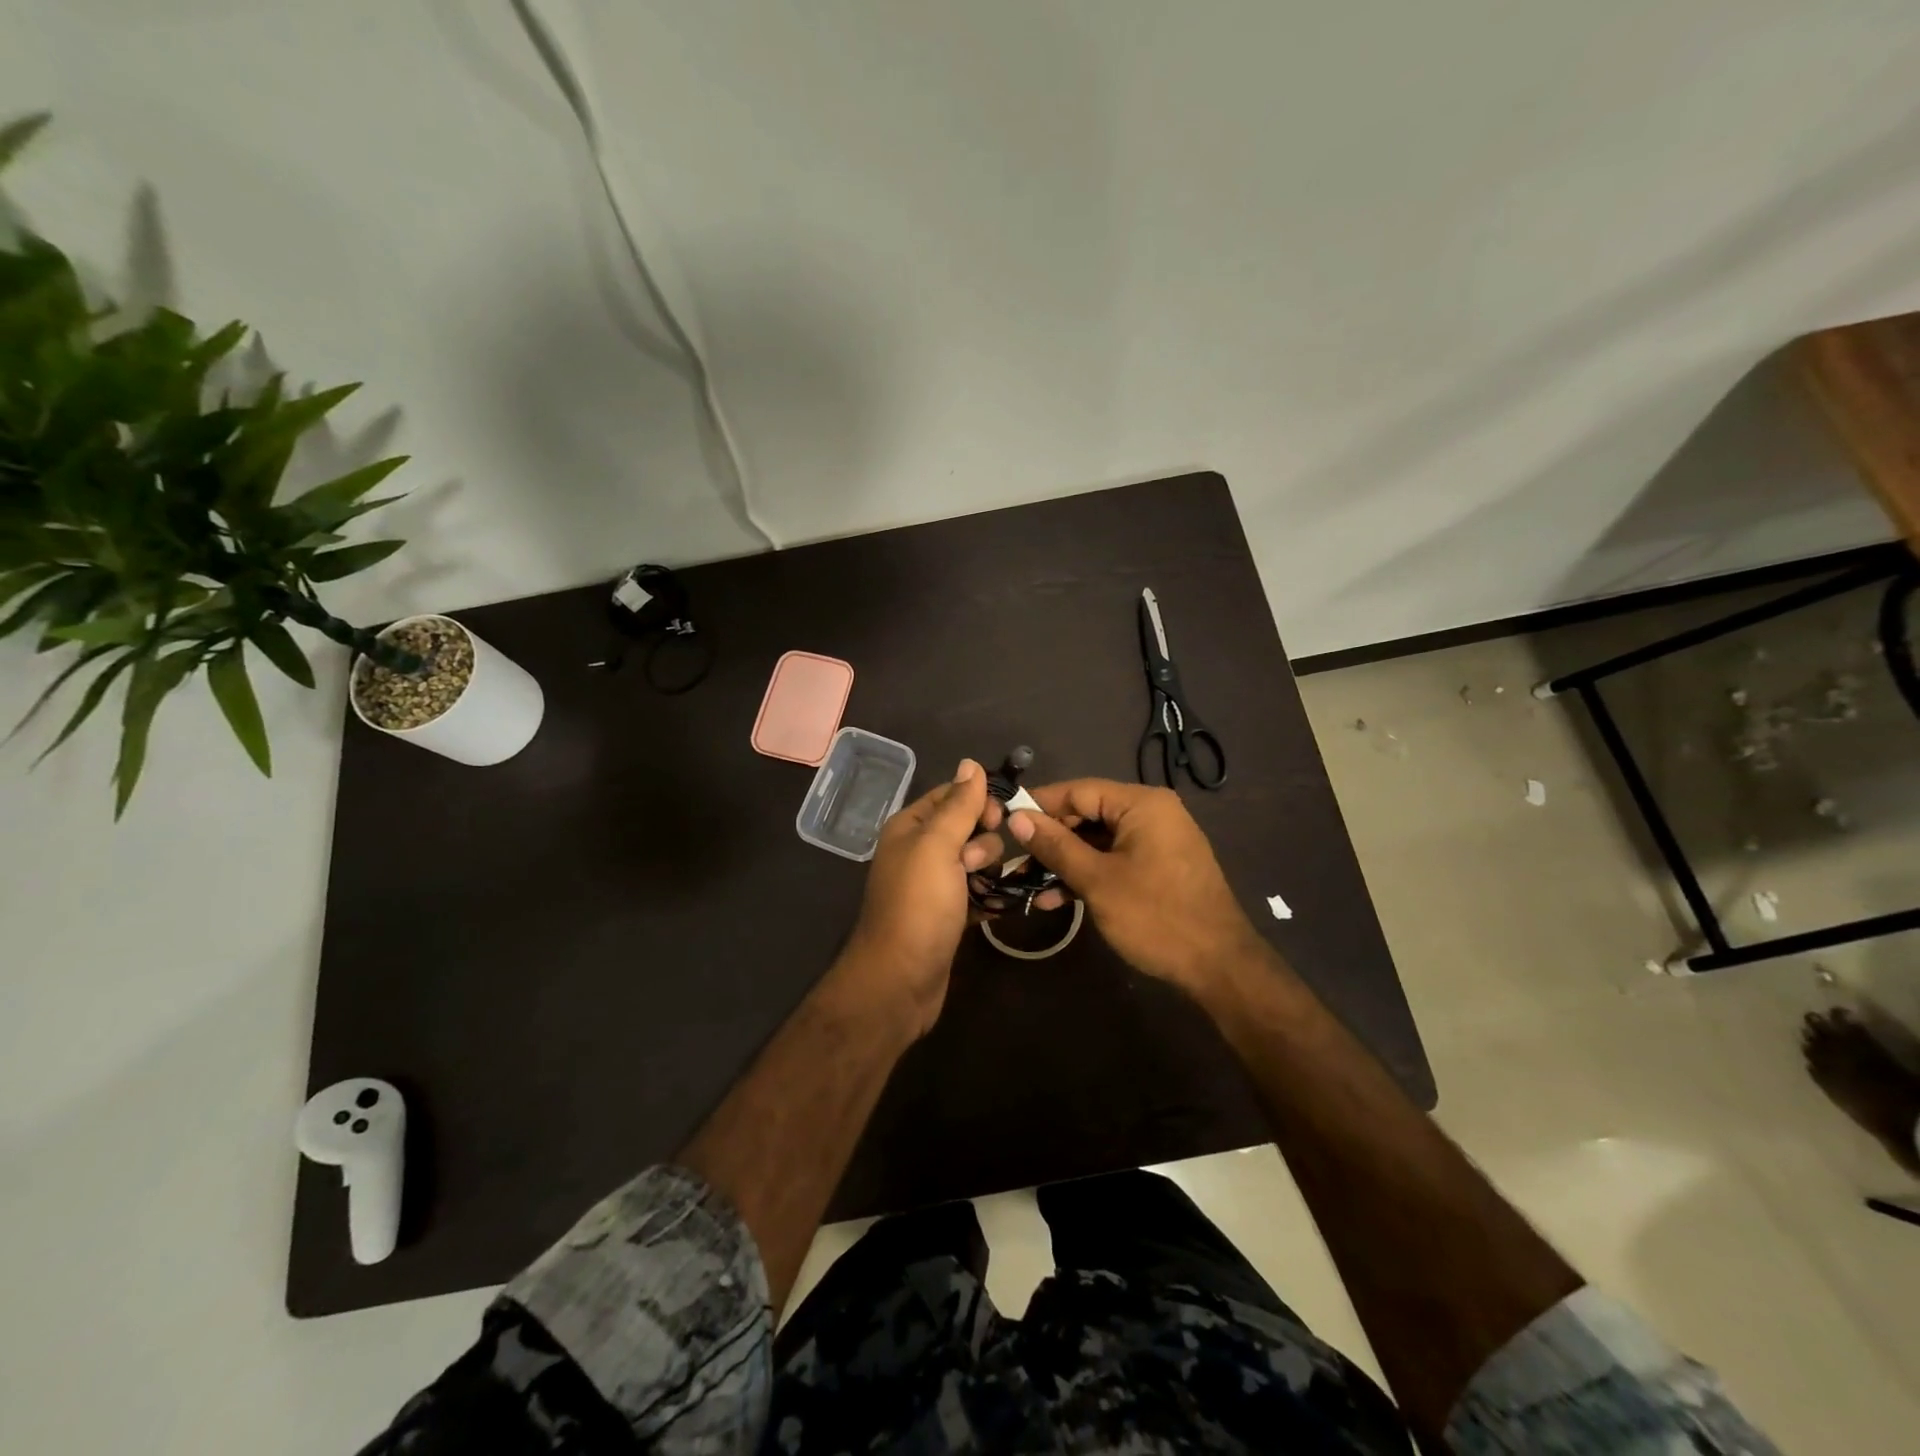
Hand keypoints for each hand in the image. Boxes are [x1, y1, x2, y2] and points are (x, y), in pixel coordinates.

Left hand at [839, 760, 1005, 1036]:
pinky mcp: (949, 914)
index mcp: (909, 828)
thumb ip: (958, 805)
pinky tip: (1001, 904)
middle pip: (968, 828)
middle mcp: (919, 851)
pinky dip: (990, 896)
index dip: (979, 801)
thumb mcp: (937, 846)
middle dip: (984, 842)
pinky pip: (978, 892)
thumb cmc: (918, 906)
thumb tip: (971, 763)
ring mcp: (934, 885)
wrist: (900, 981)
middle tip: (975, 864)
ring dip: (989, 871)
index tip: (1000, 819)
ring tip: (982, 890)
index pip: (951, 795)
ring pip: (977, 862)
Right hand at [1008, 779, 1262, 997]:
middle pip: (1088, 814)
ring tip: (1027, 886)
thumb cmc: (1156, 916)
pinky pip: (1114, 859)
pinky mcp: (1158, 867)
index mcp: (1141, 804)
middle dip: (1050, 839)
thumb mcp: (1097, 880)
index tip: (1004, 819)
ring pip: (1097, 841)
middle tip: (1014, 860)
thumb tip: (1017, 817)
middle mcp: (1152, 813)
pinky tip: (1056, 899)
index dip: (1040, 804)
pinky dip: (1088, 874)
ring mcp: (1157, 841)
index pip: (1079, 790)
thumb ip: (1055, 845)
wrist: (1219, 967)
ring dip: (1064, 862)